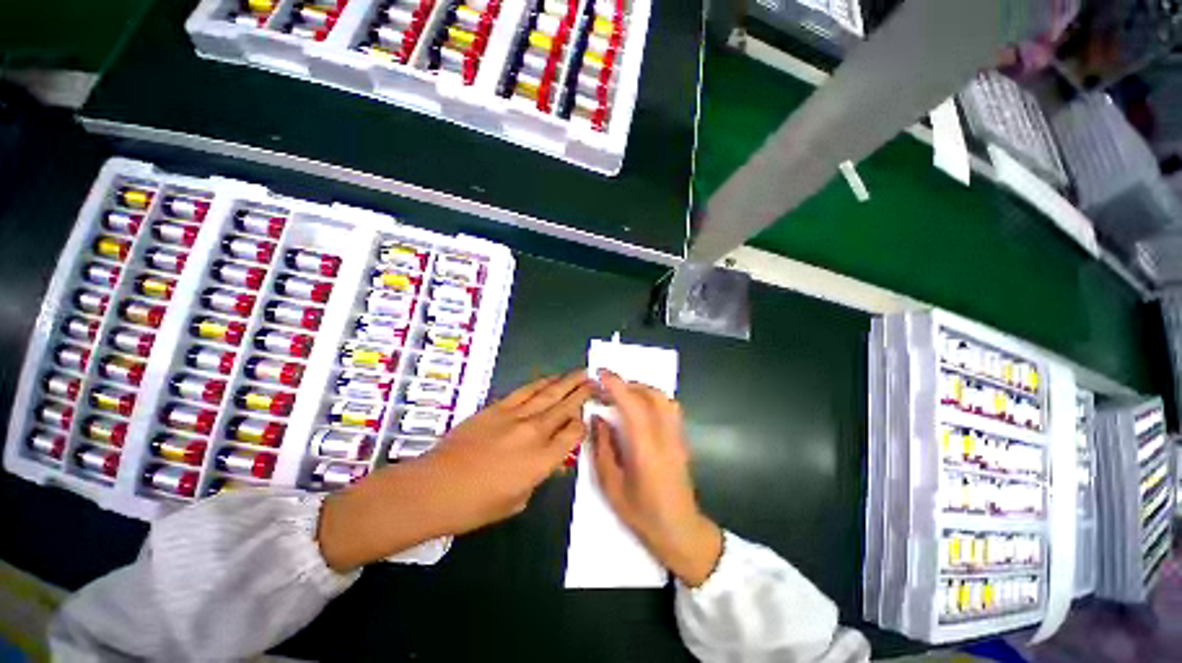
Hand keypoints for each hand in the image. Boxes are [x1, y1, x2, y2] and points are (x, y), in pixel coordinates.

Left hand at [319, 372, 591, 570]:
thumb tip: (549, 459)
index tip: (587, 417)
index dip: (583, 423)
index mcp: (542, 461)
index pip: (574, 434)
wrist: (435, 488)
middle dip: (583, 392)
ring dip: (567, 382)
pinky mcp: (498, 407)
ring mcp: (516, 417)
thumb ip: (539, 476)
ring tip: (581, 372)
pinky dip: (541, 383)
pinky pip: (526, 391)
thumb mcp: (517, 500)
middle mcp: (535, 433)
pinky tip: (551, 378)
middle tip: (596, 380)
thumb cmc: (476, 505)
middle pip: (566, 407)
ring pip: (549, 394)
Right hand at [591, 371, 722, 586]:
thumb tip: (597, 416)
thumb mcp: (611, 485)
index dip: (616, 386)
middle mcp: (666, 438)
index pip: (633, 407)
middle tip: (606, 386)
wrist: (680, 531)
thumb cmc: (642, 515)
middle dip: (627, 384)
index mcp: (646, 451)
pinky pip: (668, 407)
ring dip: (641, 389)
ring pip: (663, 399)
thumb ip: (602, 447)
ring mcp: (677, 437)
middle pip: (651, 396)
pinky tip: (639, 406)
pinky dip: (652, 397)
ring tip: (621, 394)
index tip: (601, 373)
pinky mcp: (681, 439)